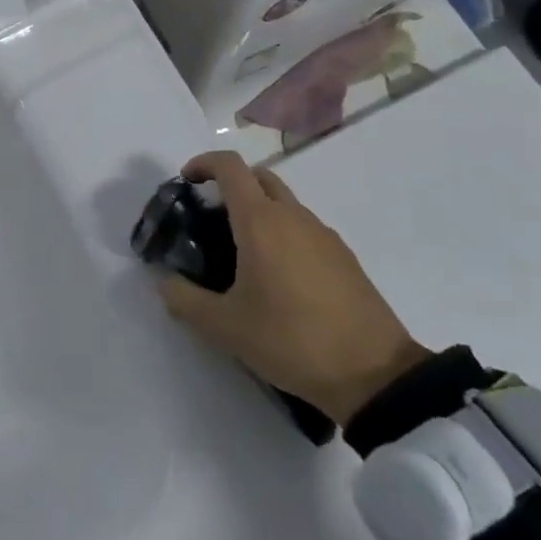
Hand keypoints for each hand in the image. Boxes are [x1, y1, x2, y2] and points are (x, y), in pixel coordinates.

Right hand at [160, 151, 428, 424]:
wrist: (375, 375)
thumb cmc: (291, 340)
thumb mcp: (225, 327)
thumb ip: (184, 300)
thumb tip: (165, 282)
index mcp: (260, 221)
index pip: (229, 166)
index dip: (203, 163)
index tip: (186, 182)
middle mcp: (293, 216)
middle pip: (258, 177)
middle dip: (230, 185)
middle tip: (210, 218)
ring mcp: (323, 235)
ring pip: (284, 202)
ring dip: (258, 211)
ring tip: (240, 254)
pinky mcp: (344, 257)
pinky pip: (304, 228)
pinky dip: (282, 233)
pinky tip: (277, 278)